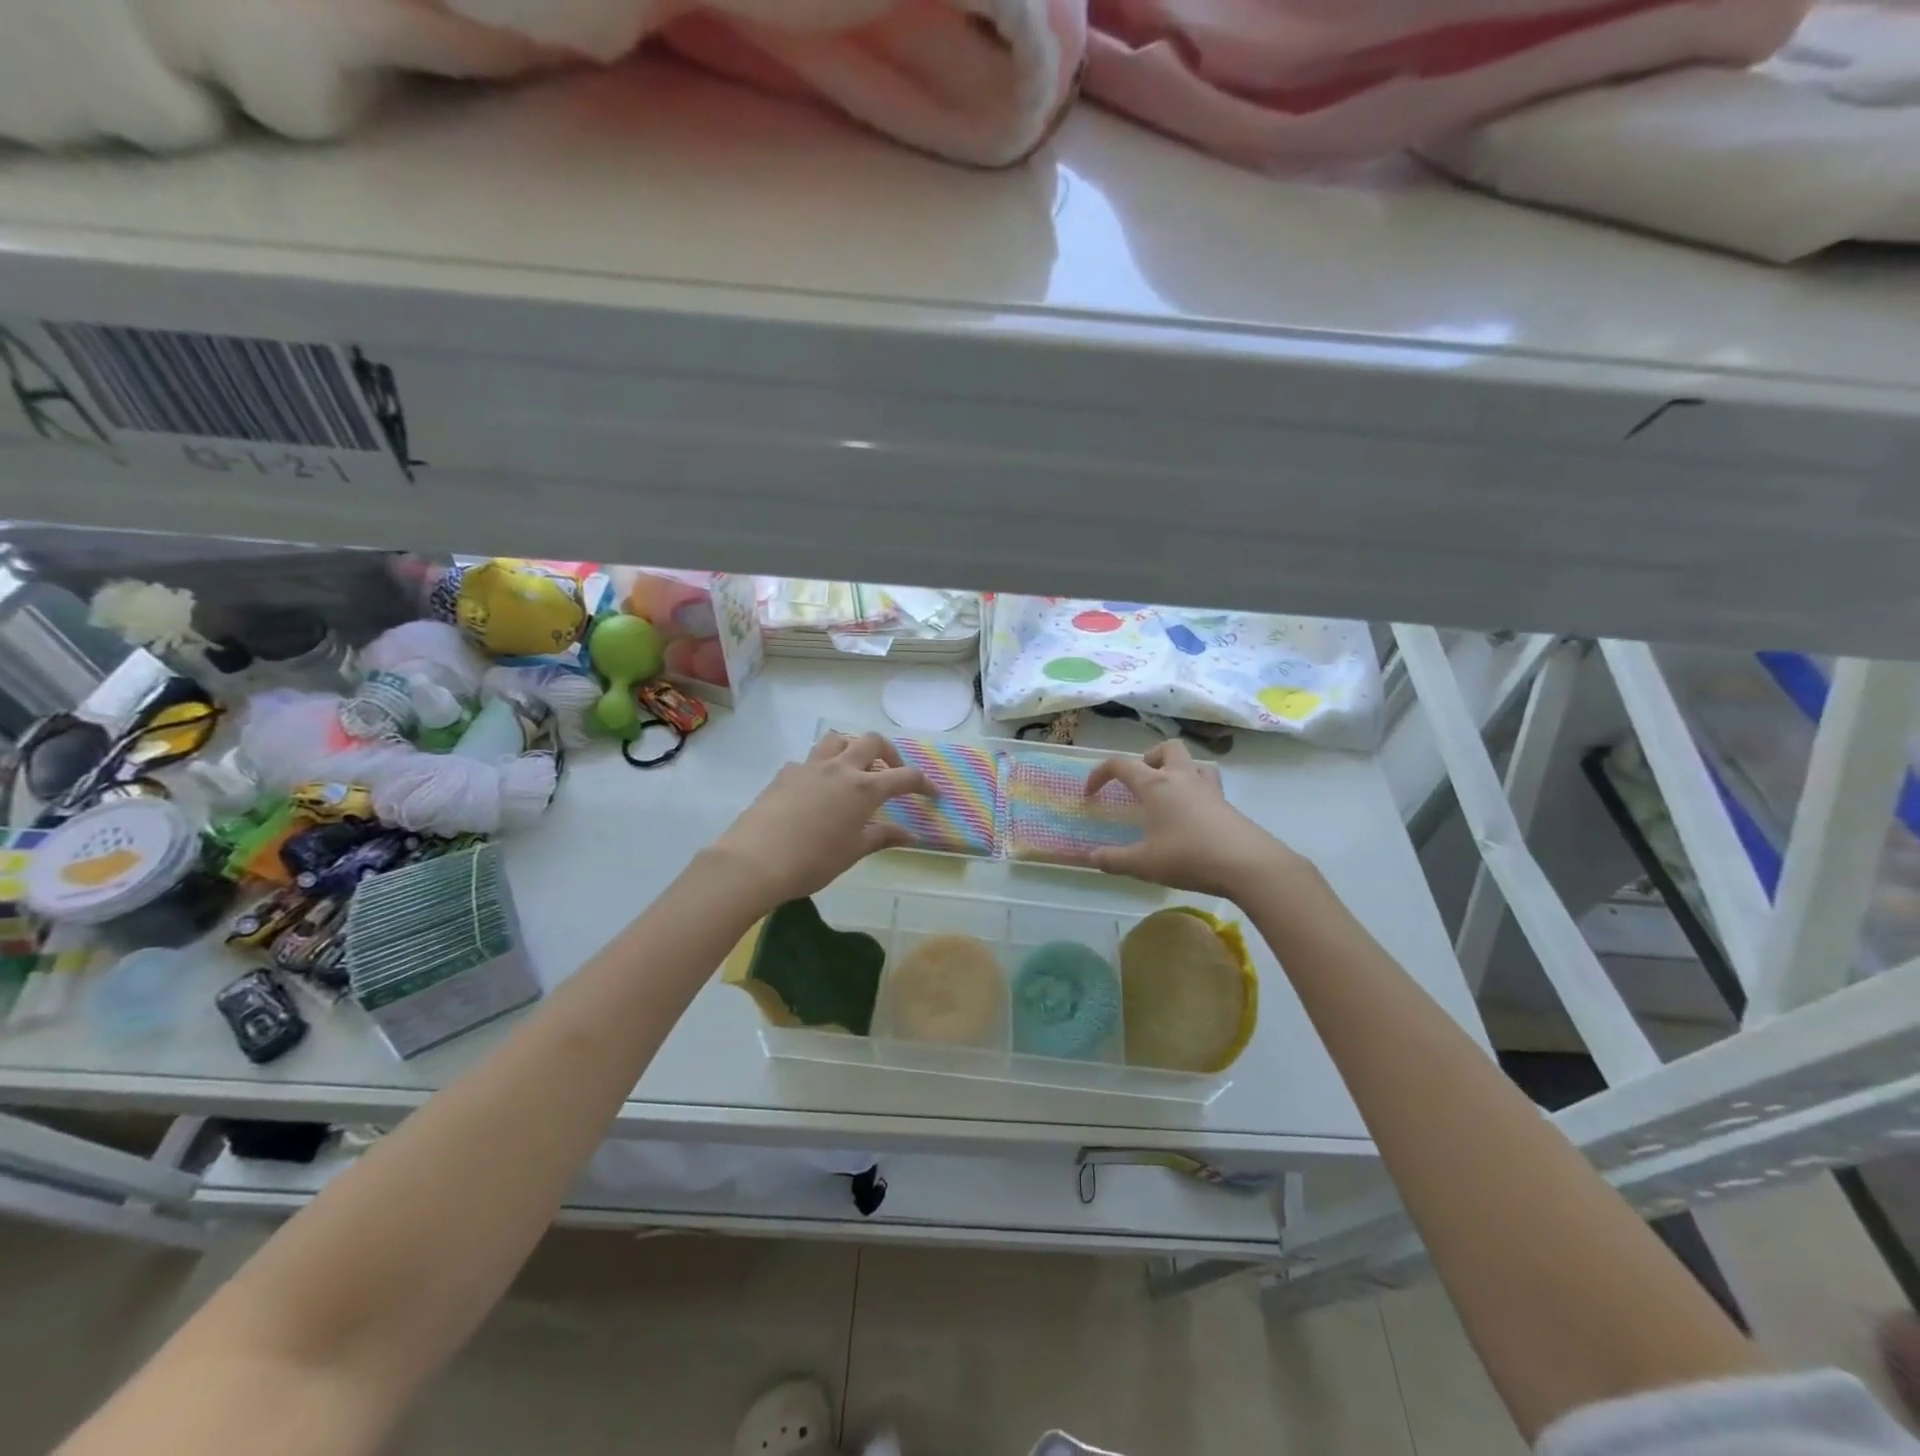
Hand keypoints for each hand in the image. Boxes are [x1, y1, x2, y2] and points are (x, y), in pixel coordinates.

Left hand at [710, 731, 932, 905]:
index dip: (923, 783)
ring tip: (855, 768)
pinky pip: (811, 759)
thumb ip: (882, 836)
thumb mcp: (853, 851)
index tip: (933, 793)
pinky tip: (818, 789)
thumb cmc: (812, 861)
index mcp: (863, 788)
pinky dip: (823, 766)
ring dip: (853, 747)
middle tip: (892, 772)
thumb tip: (910, 835)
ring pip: (838, 739)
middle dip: (889, 753)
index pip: (904, 777)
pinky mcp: (786, 772)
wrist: (755, 860)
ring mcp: (810, 766)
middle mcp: (840, 768)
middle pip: (872, 741)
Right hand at [1081, 740, 1297, 897]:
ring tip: (1168, 796)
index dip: (1100, 774)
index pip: (1120, 764)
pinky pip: (1209, 785)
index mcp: (1155, 784)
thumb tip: (1089, 858)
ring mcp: (1209, 789)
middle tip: (1140, 783)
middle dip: (1149, 759)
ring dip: (1177, 771)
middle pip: (1166, 748)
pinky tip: (1191, 817)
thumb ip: (1113, 860)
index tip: (1090, 794)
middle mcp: (1182, 778)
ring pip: (1192, 763)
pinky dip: (1196, 792)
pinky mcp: (1227, 805)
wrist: (1248, 864)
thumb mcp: (1144, 863)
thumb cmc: (1189, 856)